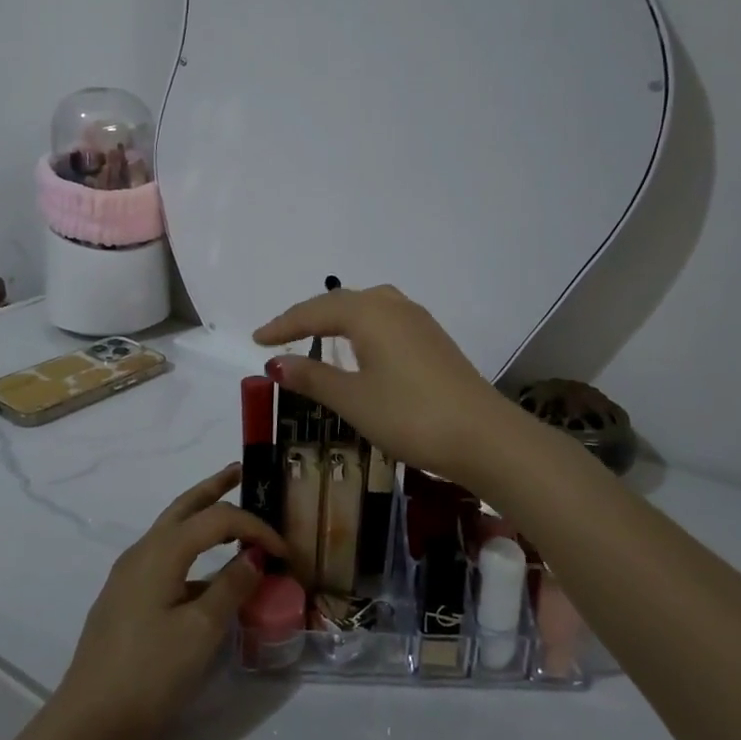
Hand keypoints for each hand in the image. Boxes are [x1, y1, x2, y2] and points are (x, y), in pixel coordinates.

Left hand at [52, 466, 287, 739]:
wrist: (87, 721)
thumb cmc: (149, 674)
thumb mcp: (200, 632)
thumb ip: (230, 588)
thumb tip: (254, 556)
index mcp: (161, 551)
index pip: (217, 519)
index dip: (254, 527)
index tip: (284, 551)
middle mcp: (142, 551)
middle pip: (184, 506)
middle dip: (214, 488)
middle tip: (241, 472)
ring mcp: (129, 574)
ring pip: (172, 530)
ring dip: (201, 517)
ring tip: (230, 517)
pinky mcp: (125, 597)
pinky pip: (165, 557)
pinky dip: (191, 549)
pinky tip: (206, 574)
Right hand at [254, 284, 518, 484]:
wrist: (484, 436)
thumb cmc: (410, 415)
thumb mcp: (353, 399)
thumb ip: (312, 378)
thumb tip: (276, 363)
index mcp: (369, 313)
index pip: (314, 311)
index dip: (283, 325)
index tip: (256, 340)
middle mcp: (393, 306)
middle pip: (341, 302)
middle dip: (308, 318)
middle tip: (280, 336)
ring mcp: (418, 321)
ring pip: (367, 307)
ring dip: (337, 319)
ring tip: (316, 336)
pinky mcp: (434, 340)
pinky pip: (386, 320)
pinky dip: (361, 328)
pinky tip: (361, 347)